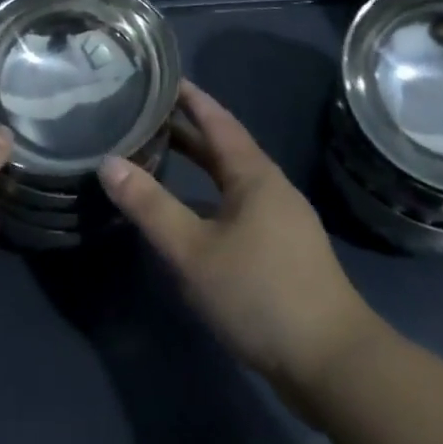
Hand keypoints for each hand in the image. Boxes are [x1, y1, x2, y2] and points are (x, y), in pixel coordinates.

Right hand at [99, 81, 382, 409]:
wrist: (334, 366)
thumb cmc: (261, 294)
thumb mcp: (194, 251)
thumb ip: (150, 206)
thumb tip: (108, 162)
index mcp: (254, 175)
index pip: (216, 119)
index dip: (189, 97)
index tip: (160, 77)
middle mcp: (269, 188)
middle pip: (223, 148)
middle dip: (187, 131)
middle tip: (146, 115)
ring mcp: (280, 222)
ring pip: (230, 180)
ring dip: (198, 167)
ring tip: (159, 159)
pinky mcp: (282, 253)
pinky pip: (237, 208)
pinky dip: (208, 199)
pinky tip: (188, 219)